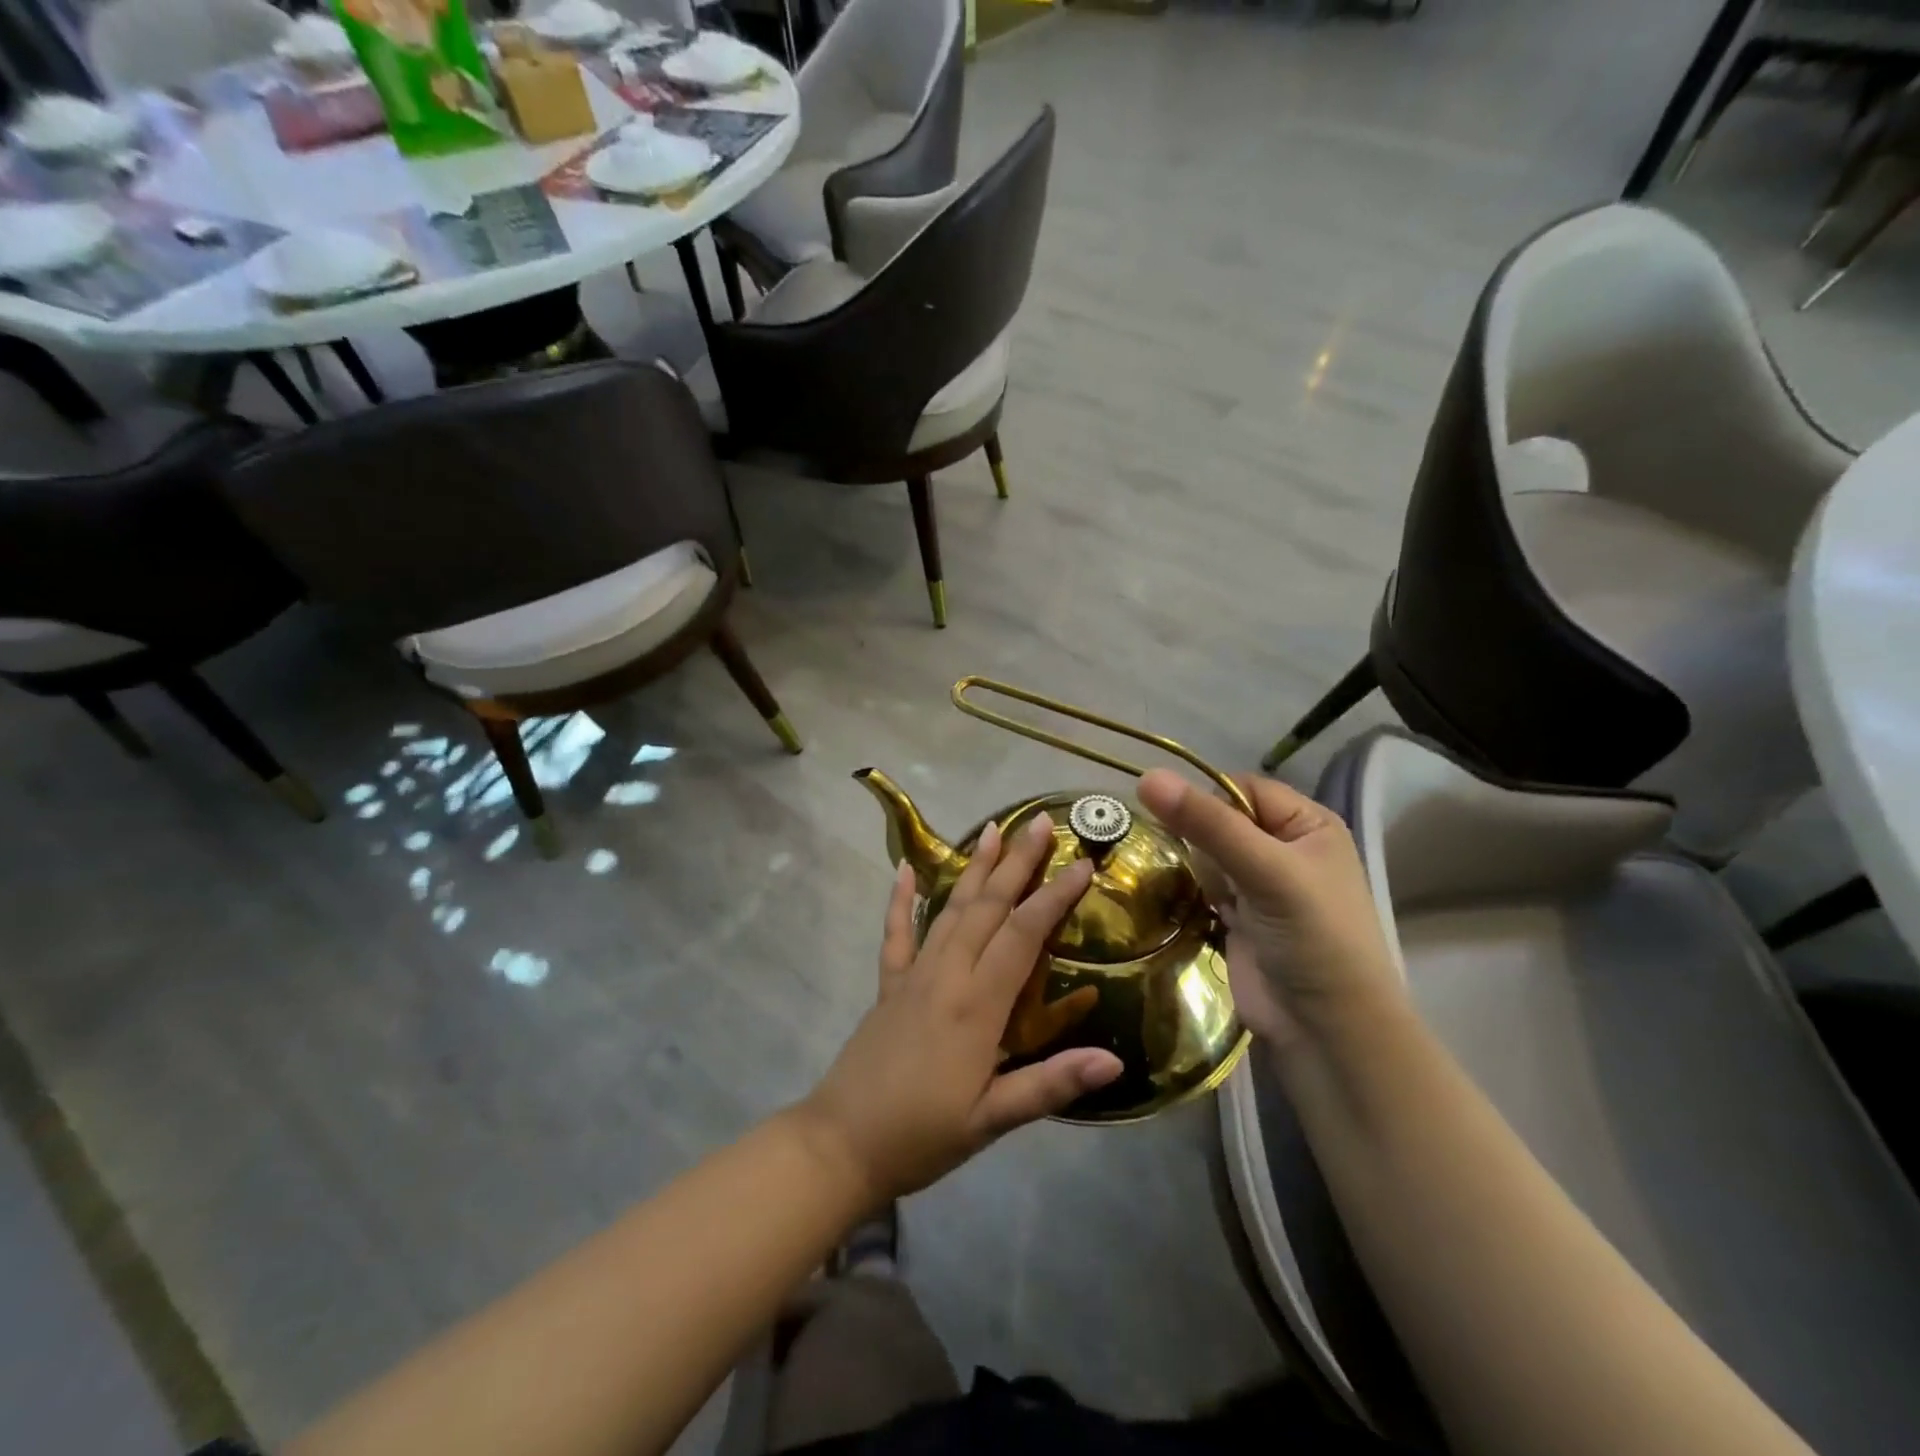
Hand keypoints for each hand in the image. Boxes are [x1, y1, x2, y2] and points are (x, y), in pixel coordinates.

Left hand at [799, 814, 1123, 1205]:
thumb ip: (1050, 1085)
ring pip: (949, 909)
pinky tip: (904, 868)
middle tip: (1039, 822)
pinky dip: (901, 899)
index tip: (1082, 864)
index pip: (1022, 935)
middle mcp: (946, 975)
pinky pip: (896, 933)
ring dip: (973, 868)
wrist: (841, 1143)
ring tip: (992, 829)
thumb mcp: (992, 1121)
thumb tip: (1114, 1062)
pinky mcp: (889, 985)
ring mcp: (913, 975)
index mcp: (976, 1005)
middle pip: (987, 907)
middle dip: (1016, 863)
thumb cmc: (922, 1134)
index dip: (1054, 897)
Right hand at [1137, 769, 1403, 1048]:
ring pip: (1206, 853)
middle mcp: (1284, 848)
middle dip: (1198, 837)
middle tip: (1191, 862)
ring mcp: (1259, 884)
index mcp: (1308, 825)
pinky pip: (1201, 886)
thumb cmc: (1313, 939)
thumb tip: (1146, 776)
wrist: (1325, 1031)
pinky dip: (1191, 892)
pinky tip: (1187, 904)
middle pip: (1220, 820)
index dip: (1207, 799)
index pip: (1242, 789)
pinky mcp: (1237, 916)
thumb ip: (1207, 824)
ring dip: (1195, 868)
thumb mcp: (1265, 871)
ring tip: (1201, 893)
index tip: (1173, 816)